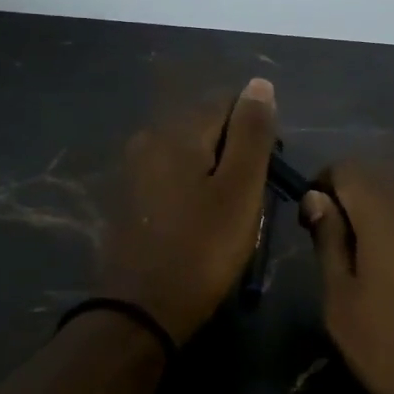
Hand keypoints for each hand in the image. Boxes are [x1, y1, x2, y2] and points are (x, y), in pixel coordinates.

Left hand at [98, 78, 276, 343]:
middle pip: (205, 129)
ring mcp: (132, 170)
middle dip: (233, 154)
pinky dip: (190, 192)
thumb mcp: (240, 190)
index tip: (266, 173)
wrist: (142, 310)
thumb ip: (251, 133)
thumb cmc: (202, 249)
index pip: (227, 104)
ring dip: (212, 176)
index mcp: (176, 132)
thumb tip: (259, 84)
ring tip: (227, 217)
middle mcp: (147, 139)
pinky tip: (198, 225)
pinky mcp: (127, 199)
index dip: (255, 133)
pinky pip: (170, 180)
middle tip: (249, 201)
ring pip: (188, 157)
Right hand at [300, 164, 393, 393]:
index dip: (324, 183)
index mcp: (387, 215)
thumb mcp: (343, 305)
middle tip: (341, 242)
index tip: (312, 219)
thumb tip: (317, 199)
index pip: (350, 167)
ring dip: (388, 212)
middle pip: (384, 176)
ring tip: (376, 259)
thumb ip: (329, 243)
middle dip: (356, 196)